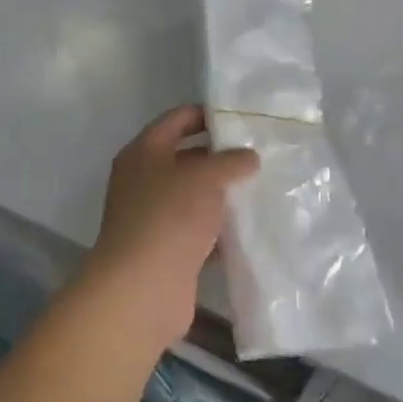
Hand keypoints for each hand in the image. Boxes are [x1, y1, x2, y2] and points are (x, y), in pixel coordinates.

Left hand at [80, 106, 258, 349]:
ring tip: (260, 189)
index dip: (205, 114)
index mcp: (143, 152)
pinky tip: (248, 230)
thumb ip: (229, 161)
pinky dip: (218, 230)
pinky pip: (196, 231)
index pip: (176, 120)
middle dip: (219, 157)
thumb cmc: (170, 216)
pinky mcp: (165, 250)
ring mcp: (152, 217)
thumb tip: (248, 157)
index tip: (240, 117)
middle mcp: (142, 180)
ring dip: (220, 195)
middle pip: (184, 158)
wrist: (143, 287)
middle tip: (258, 155)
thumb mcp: (205, 177)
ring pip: (192, 196)